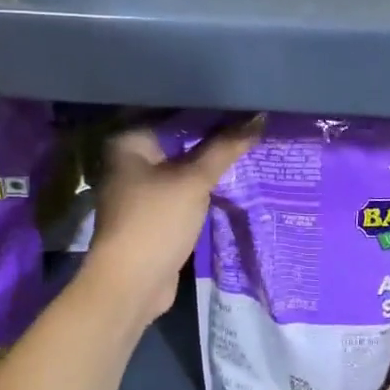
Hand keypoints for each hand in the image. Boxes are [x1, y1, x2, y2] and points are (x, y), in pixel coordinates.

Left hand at [81, 121, 259, 322]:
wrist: (131, 284)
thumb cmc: (156, 222)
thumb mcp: (194, 181)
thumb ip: (225, 148)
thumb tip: (260, 117)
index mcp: (129, 141)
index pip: (175, 114)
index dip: (210, 110)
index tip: (244, 104)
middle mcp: (130, 160)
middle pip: (180, 140)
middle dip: (214, 137)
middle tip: (254, 123)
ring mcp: (141, 189)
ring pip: (184, 167)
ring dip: (211, 163)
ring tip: (252, 145)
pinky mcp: (154, 214)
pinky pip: (184, 190)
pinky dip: (205, 186)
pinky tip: (235, 178)